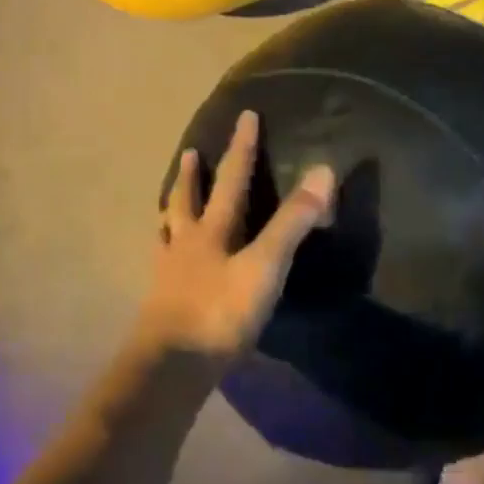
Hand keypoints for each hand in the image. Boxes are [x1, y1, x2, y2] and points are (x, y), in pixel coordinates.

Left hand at [134, 110, 335, 370]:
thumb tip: (323, 170)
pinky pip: (161, 267)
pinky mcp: (160, 304)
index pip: (232, 179)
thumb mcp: (266, 265)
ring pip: (167, 232)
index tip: (245, 116)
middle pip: (186, 201)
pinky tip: (163, 262)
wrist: (171, 366)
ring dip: (171, 211)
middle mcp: (186, 244)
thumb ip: (294, 221)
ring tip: (166, 204)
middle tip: (189, 153)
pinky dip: (163, 253)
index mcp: (213, 230)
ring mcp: (168, 274)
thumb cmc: (222, 312)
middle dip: (192, 175)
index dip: (242, 147)